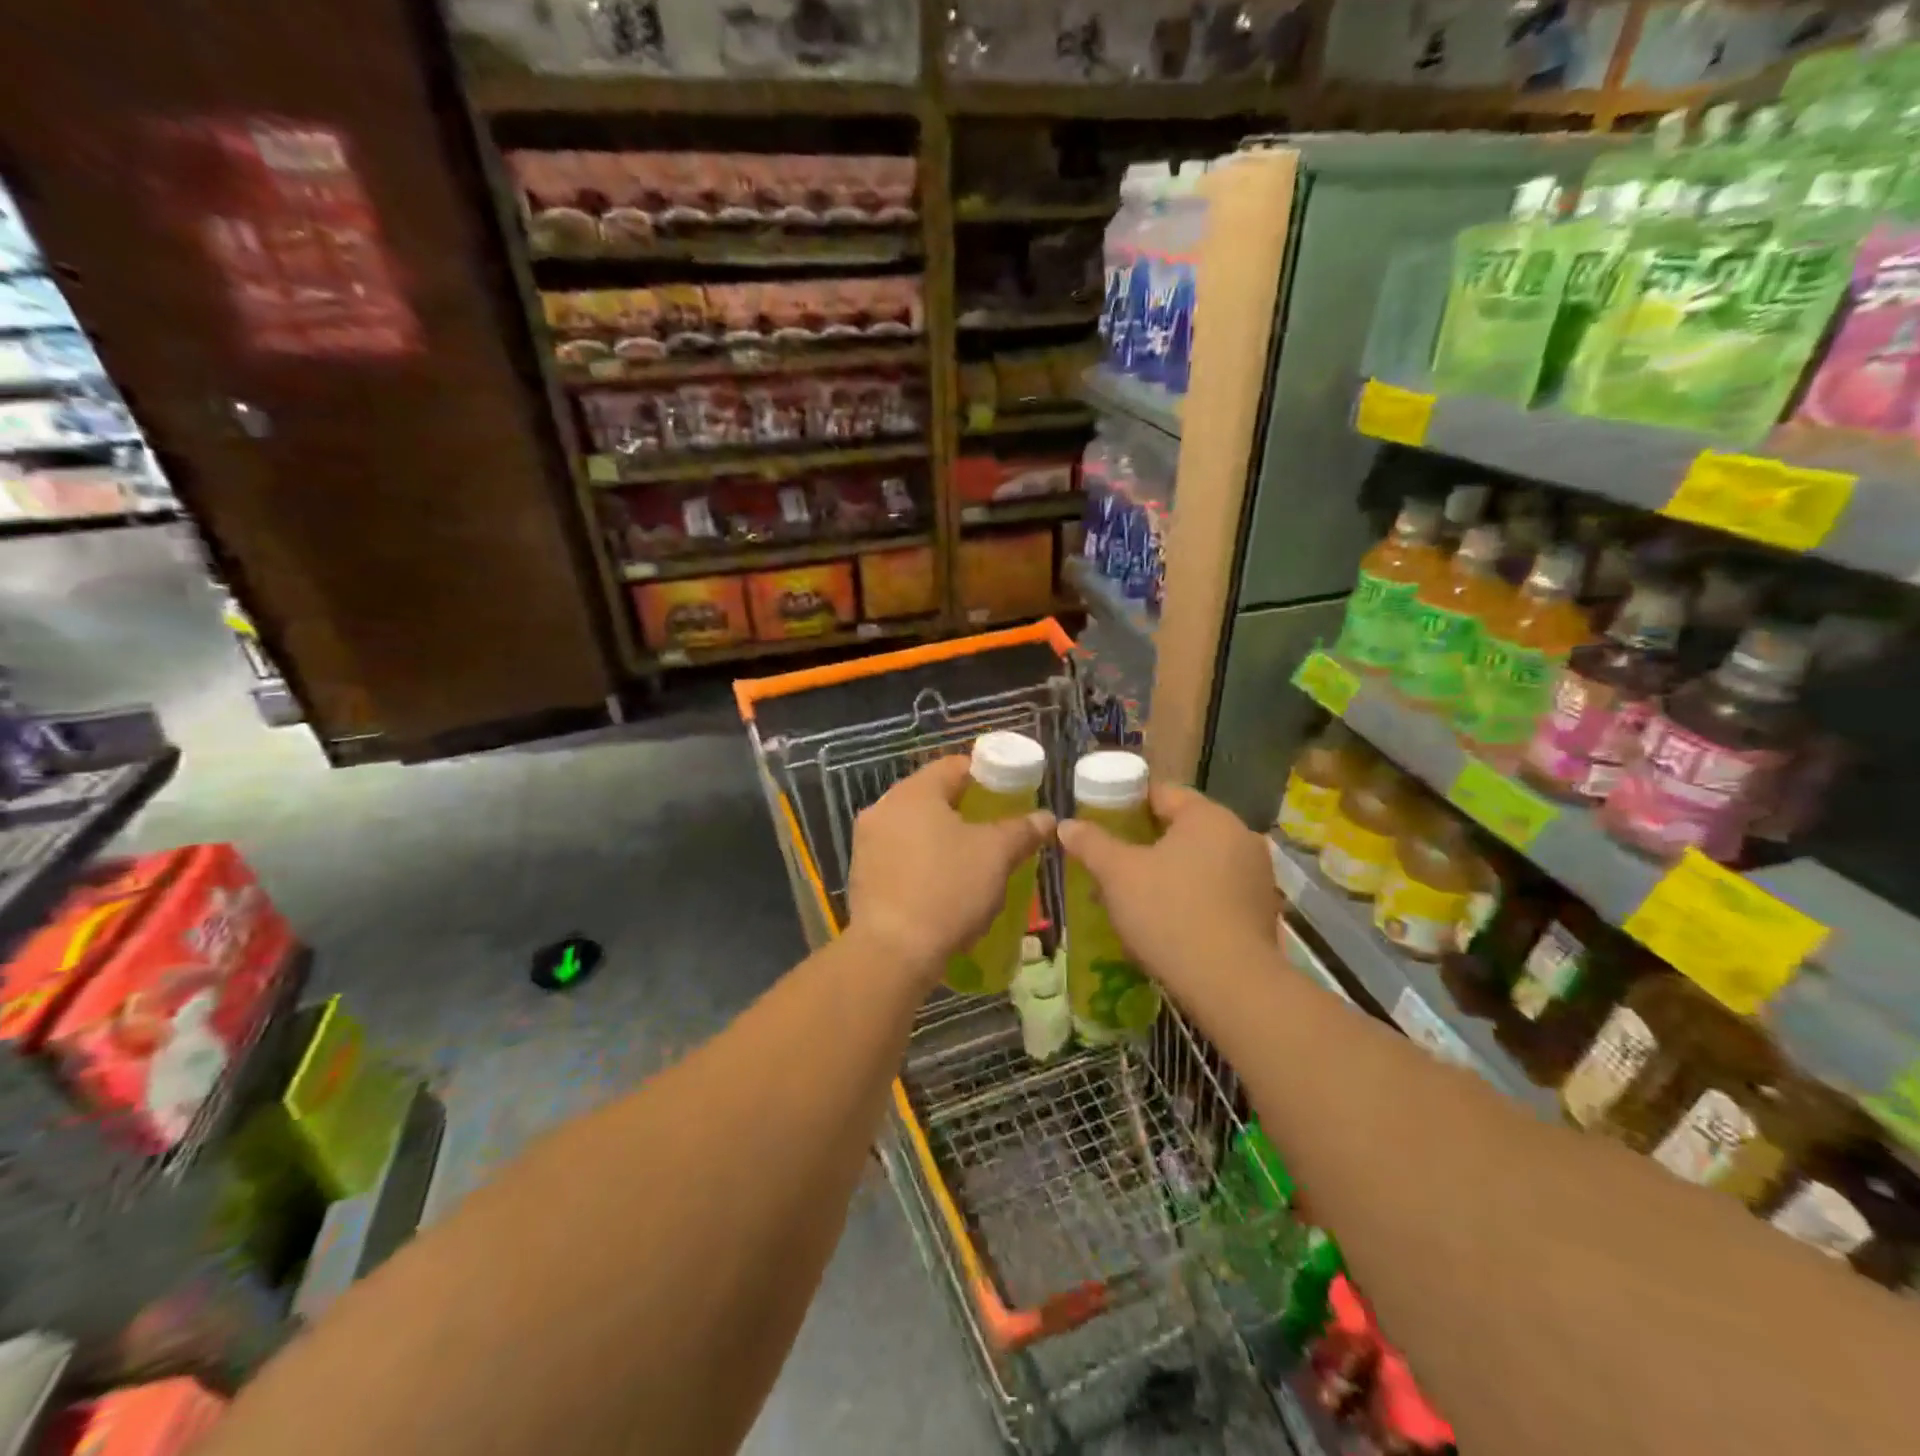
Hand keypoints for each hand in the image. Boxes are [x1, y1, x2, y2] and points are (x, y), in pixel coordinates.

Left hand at [846, 754, 1053, 982]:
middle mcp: (883, 808)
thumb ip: (1022, 830)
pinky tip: (943, 886)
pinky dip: (923, 862)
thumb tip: (1045, 817)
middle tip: (996, 830)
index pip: (955, 766)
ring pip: (915, 828)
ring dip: (943, 838)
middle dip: (966, 810)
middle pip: (933, 796)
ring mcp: (867, 842)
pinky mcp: (862, 874)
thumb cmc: (947, 889)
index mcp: (914, 792)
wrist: (892, 952)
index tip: (1010, 794)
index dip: (987, 775)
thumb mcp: (996, 856)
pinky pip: (900, 855)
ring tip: (973, 861)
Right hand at [1056, 784, 1277, 996]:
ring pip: (1199, 862)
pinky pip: (1217, 891)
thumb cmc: (1169, 913)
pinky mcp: (1262, 910)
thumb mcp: (1118, 874)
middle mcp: (1240, 836)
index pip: (1162, 793)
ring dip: (1168, 873)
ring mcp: (1257, 875)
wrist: (1231, 984)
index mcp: (1208, 816)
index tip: (1101, 823)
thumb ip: (1092, 843)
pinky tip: (1168, 922)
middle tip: (1112, 864)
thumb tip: (1067, 825)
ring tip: (1134, 897)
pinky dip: (1192, 897)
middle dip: (1145, 844)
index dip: (1127, 804)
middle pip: (1182, 829)